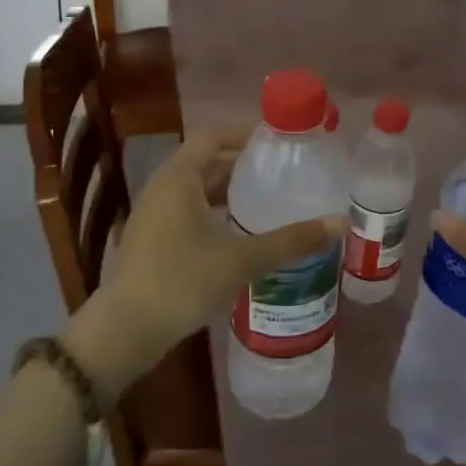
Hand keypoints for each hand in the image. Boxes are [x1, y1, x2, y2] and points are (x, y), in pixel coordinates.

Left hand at [62, 126, 342, 398]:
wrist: (125, 331)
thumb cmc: (182, 282)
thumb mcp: (242, 259)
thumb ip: (291, 240)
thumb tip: (340, 223)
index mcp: (179, 177)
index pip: (213, 136)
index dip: (245, 133)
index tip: (279, 142)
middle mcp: (162, 188)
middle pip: (206, 163)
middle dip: (243, 166)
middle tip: (282, 174)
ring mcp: (152, 216)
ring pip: (196, 191)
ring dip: (229, 194)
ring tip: (267, 203)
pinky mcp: (150, 241)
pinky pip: (187, 213)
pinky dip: (214, 215)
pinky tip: (239, 237)